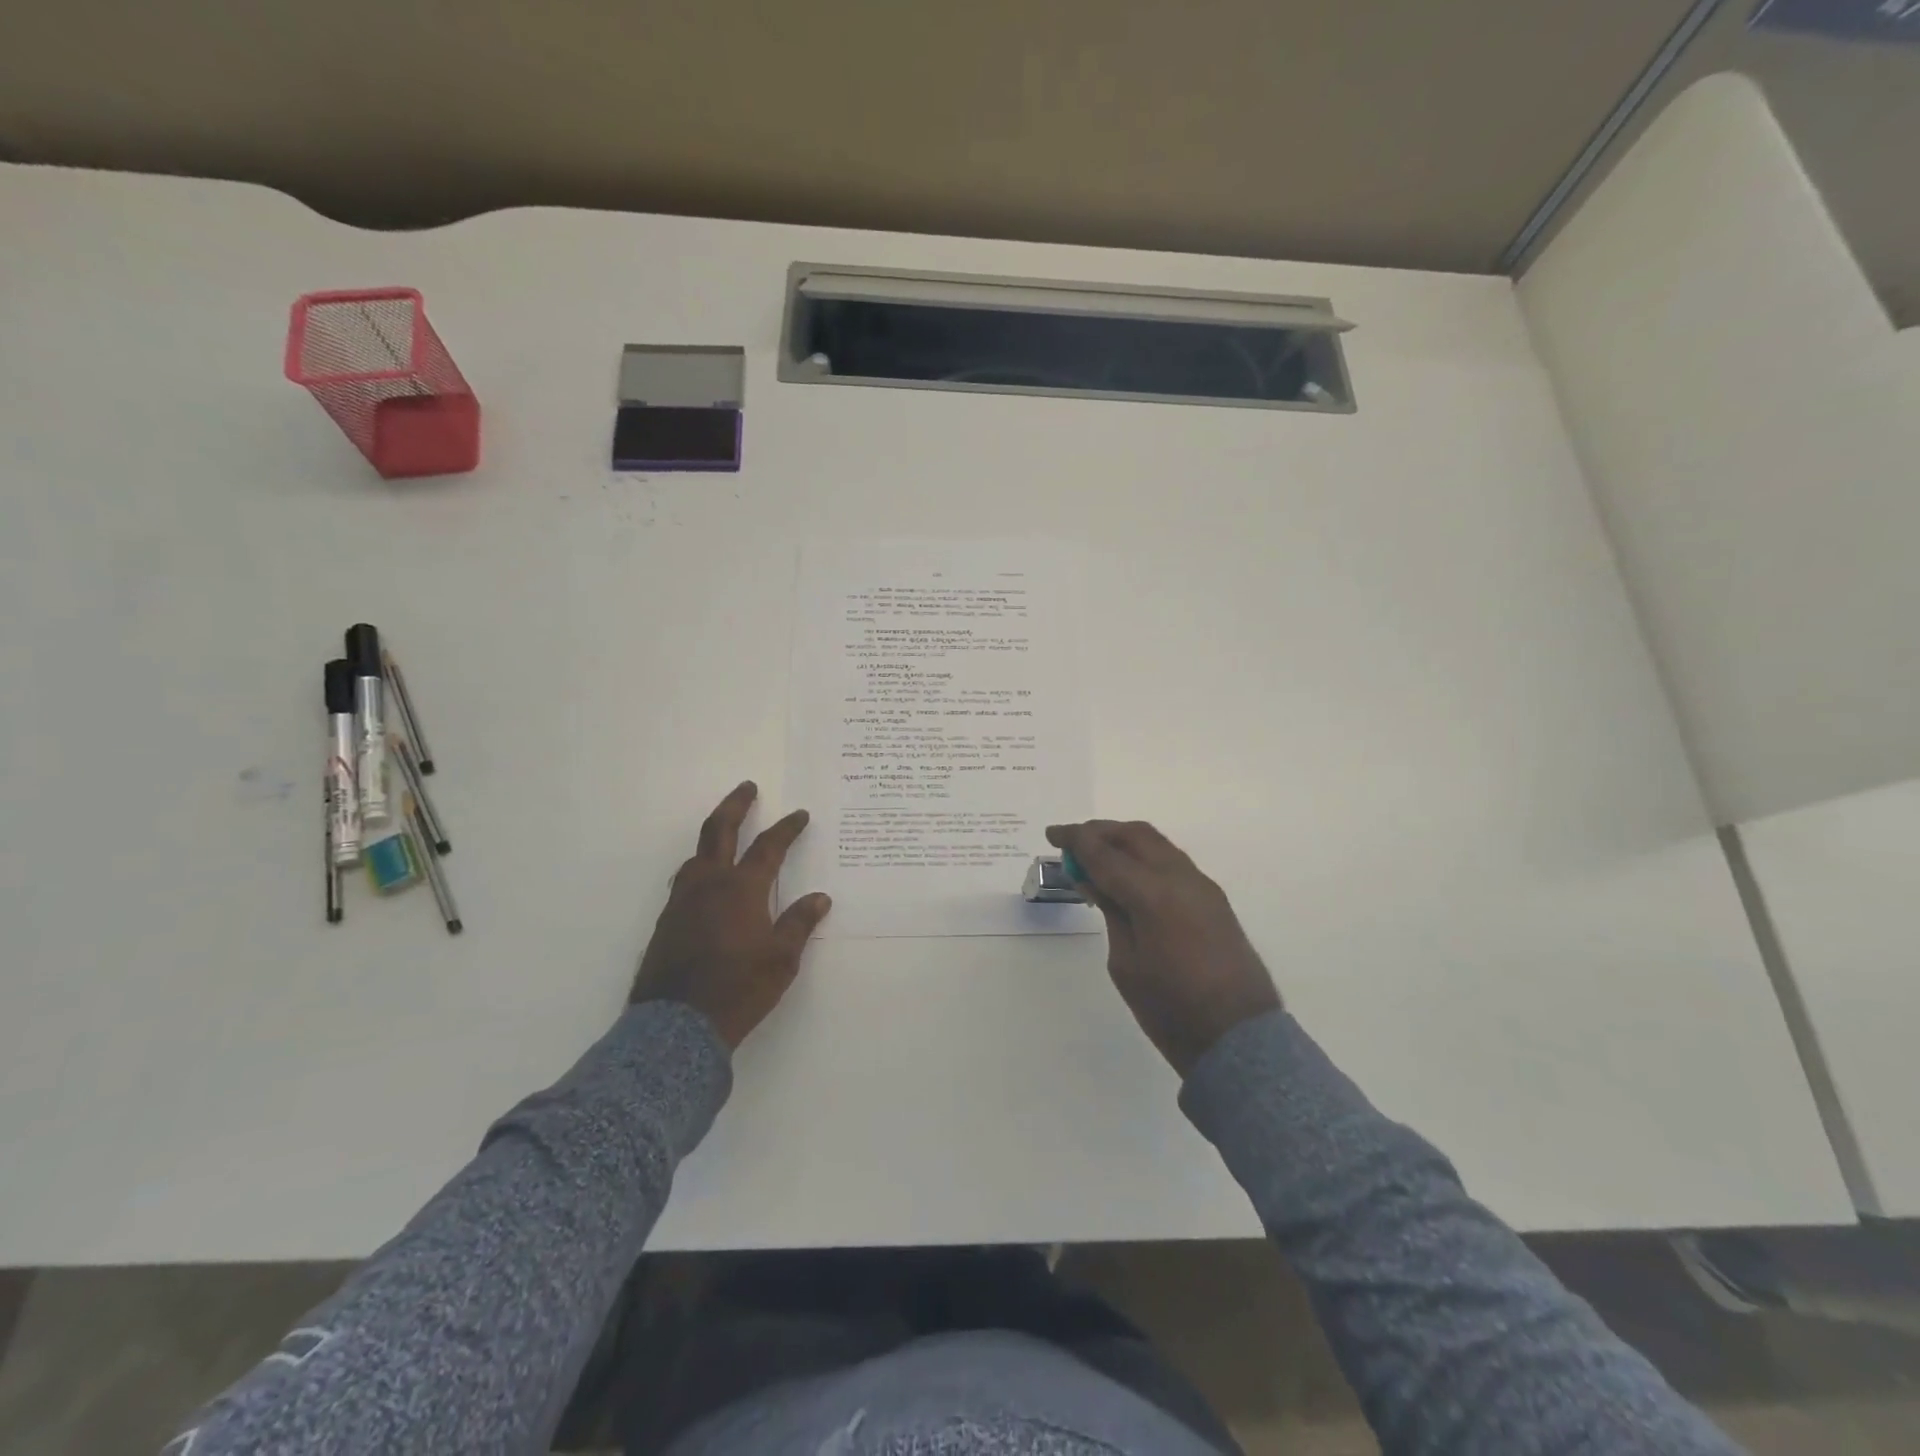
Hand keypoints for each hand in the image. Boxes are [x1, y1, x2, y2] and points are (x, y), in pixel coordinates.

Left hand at [631, 782, 831, 1049]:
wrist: (677, 1025)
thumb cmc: (738, 989)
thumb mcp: (781, 959)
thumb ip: (799, 923)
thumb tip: (820, 898)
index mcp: (741, 889)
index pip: (768, 847)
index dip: (786, 828)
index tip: (800, 814)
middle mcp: (708, 885)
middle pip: (719, 831)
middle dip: (736, 805)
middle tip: (747, 787)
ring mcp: (682, 902)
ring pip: (697, 855)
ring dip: (714, 837)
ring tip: (726, 833)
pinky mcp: (667, 922)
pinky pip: (685, 880)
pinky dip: (700, 867)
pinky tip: (706, 881)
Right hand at [1045, 820, 1279, 1075]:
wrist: (1238, 1038)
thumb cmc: (1170, 1008)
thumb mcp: (1125, 963)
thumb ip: (1111, 912)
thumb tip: (1095, 880)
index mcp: (1153, 894)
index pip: (1105, 853)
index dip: (1075, 840)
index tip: (1051, 834)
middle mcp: (1180, 878)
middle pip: (1135, 835)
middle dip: (1100, 832)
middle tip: (1072, 841)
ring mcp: (1202, 886)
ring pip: (1157, 844)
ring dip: (1124, 842)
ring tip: (1096, 856)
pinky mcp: (1213, 899)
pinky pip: (1172, 862)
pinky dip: (1144, 858)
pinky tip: (1128, 877)